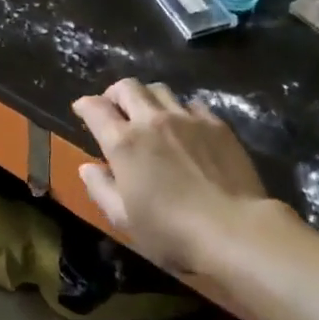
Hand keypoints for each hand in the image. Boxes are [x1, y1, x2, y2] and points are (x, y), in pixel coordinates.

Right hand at [72, 79, 278, 276]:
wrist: (237, 230)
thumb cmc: (172, 232)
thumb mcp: (124, 220)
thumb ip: (100, 189)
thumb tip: (87, 168)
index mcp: (123, 142)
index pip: (95, 108)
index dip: (84, 105)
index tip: (82, 110)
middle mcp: (151, 120)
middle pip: (127, 87)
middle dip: (114, 94)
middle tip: (115, 110)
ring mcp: (186, 118)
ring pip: (159, 89)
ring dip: (147, 98)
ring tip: (150, 115)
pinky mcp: (216, 125)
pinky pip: (191, 104)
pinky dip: (180, 110)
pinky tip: (185, 127)